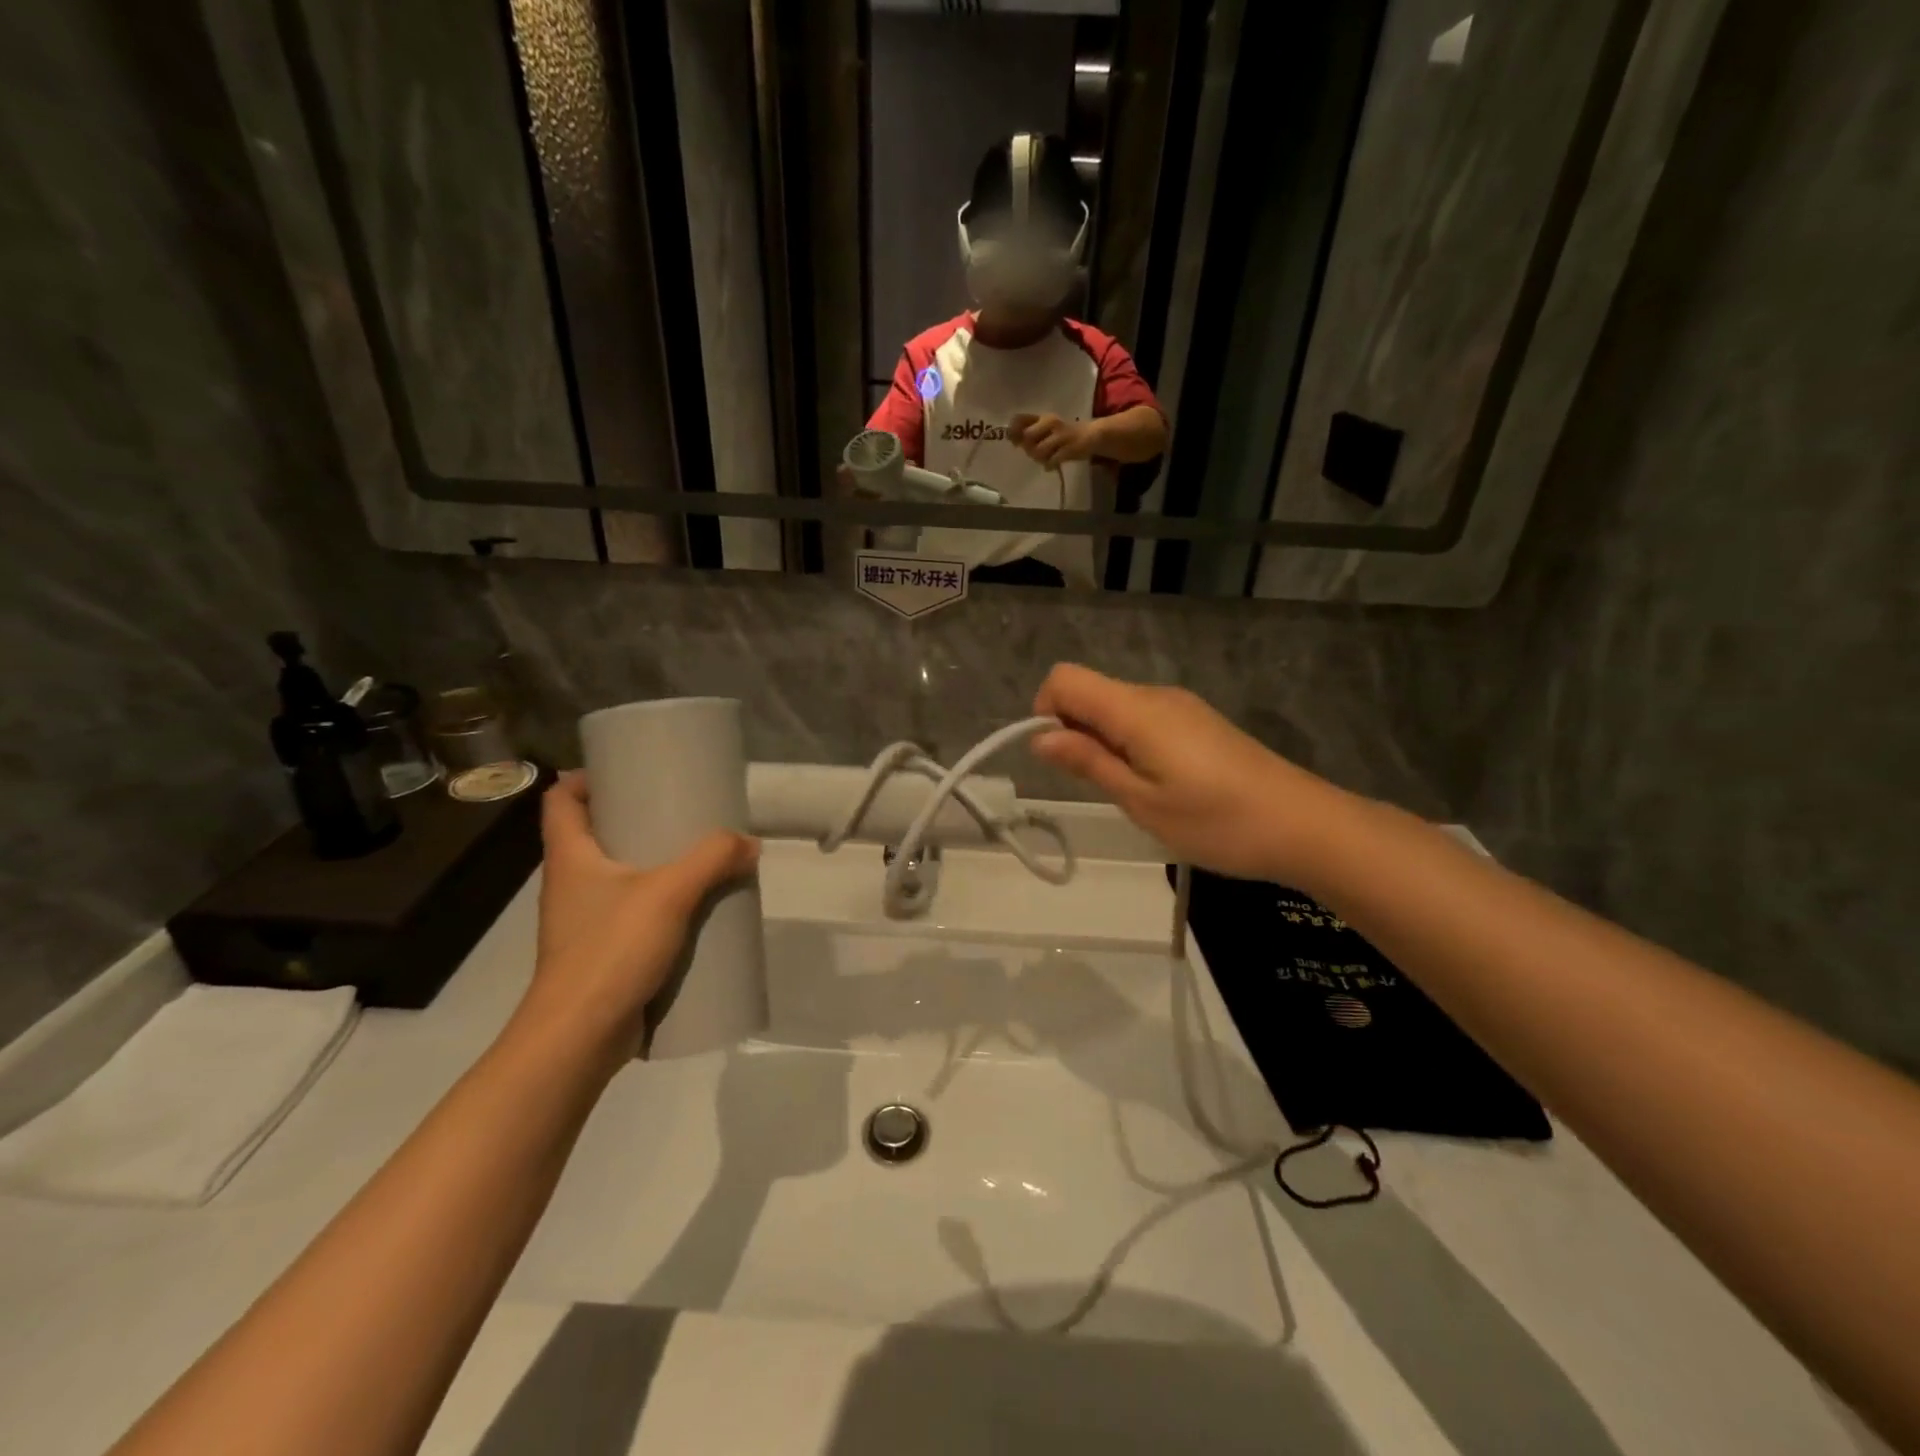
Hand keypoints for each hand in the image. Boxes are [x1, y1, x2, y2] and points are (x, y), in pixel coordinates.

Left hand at [518, 772, 759, 1061]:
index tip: (628, 771)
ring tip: (694, 856)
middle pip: (593, 834)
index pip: (561, 800)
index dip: (586, 778)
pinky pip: (629, 913)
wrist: (578, 1038)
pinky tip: (691, 909)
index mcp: (570, 857)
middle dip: (633, 818)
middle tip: (678, 809)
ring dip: (650, 863)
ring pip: (615, 876)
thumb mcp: (669, 894)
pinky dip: (656, 903)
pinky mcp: (601, 952)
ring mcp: (583, 921)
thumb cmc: (610, 951)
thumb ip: (712, 860)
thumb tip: (749, 843)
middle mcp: (570, 884)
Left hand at [1010, 412, 1095, 466]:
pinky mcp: (1070, 449)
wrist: (1091, 435)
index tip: (1015, 441)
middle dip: (1028, 448)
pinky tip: (1052, 465)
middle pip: (1028, 436)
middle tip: (1034, 452)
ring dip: (1039, 458)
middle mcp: (1051, 422)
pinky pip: (1052, 461)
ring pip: (1039, 450)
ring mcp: (1061, 435)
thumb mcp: (1046, 428)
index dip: (1013, 431)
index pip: (1020, 419)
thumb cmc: (1063, 434)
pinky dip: (1049, 465)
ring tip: (1046, 459)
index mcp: (1043, 417)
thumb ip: (1029, 431)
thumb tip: (1011, 439)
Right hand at [1030, 664, 1343, 882]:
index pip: (1065, 678)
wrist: (1304, 826)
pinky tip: (1160, 785)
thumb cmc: (1216, 821)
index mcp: (1136, 709)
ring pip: (1117, 708)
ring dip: (1104, 742)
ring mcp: (1182, 706)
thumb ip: (1088, 763)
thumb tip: (1040, 737)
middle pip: (1091, 692)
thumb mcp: (1142, 801)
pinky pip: (1145, 719)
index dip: (1045, 710)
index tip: (1059, 758)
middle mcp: (1155, 695)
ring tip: (1135, 793)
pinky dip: (1132, 744)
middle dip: (1075, 732)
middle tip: (1102, 787)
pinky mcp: (1199, 722)